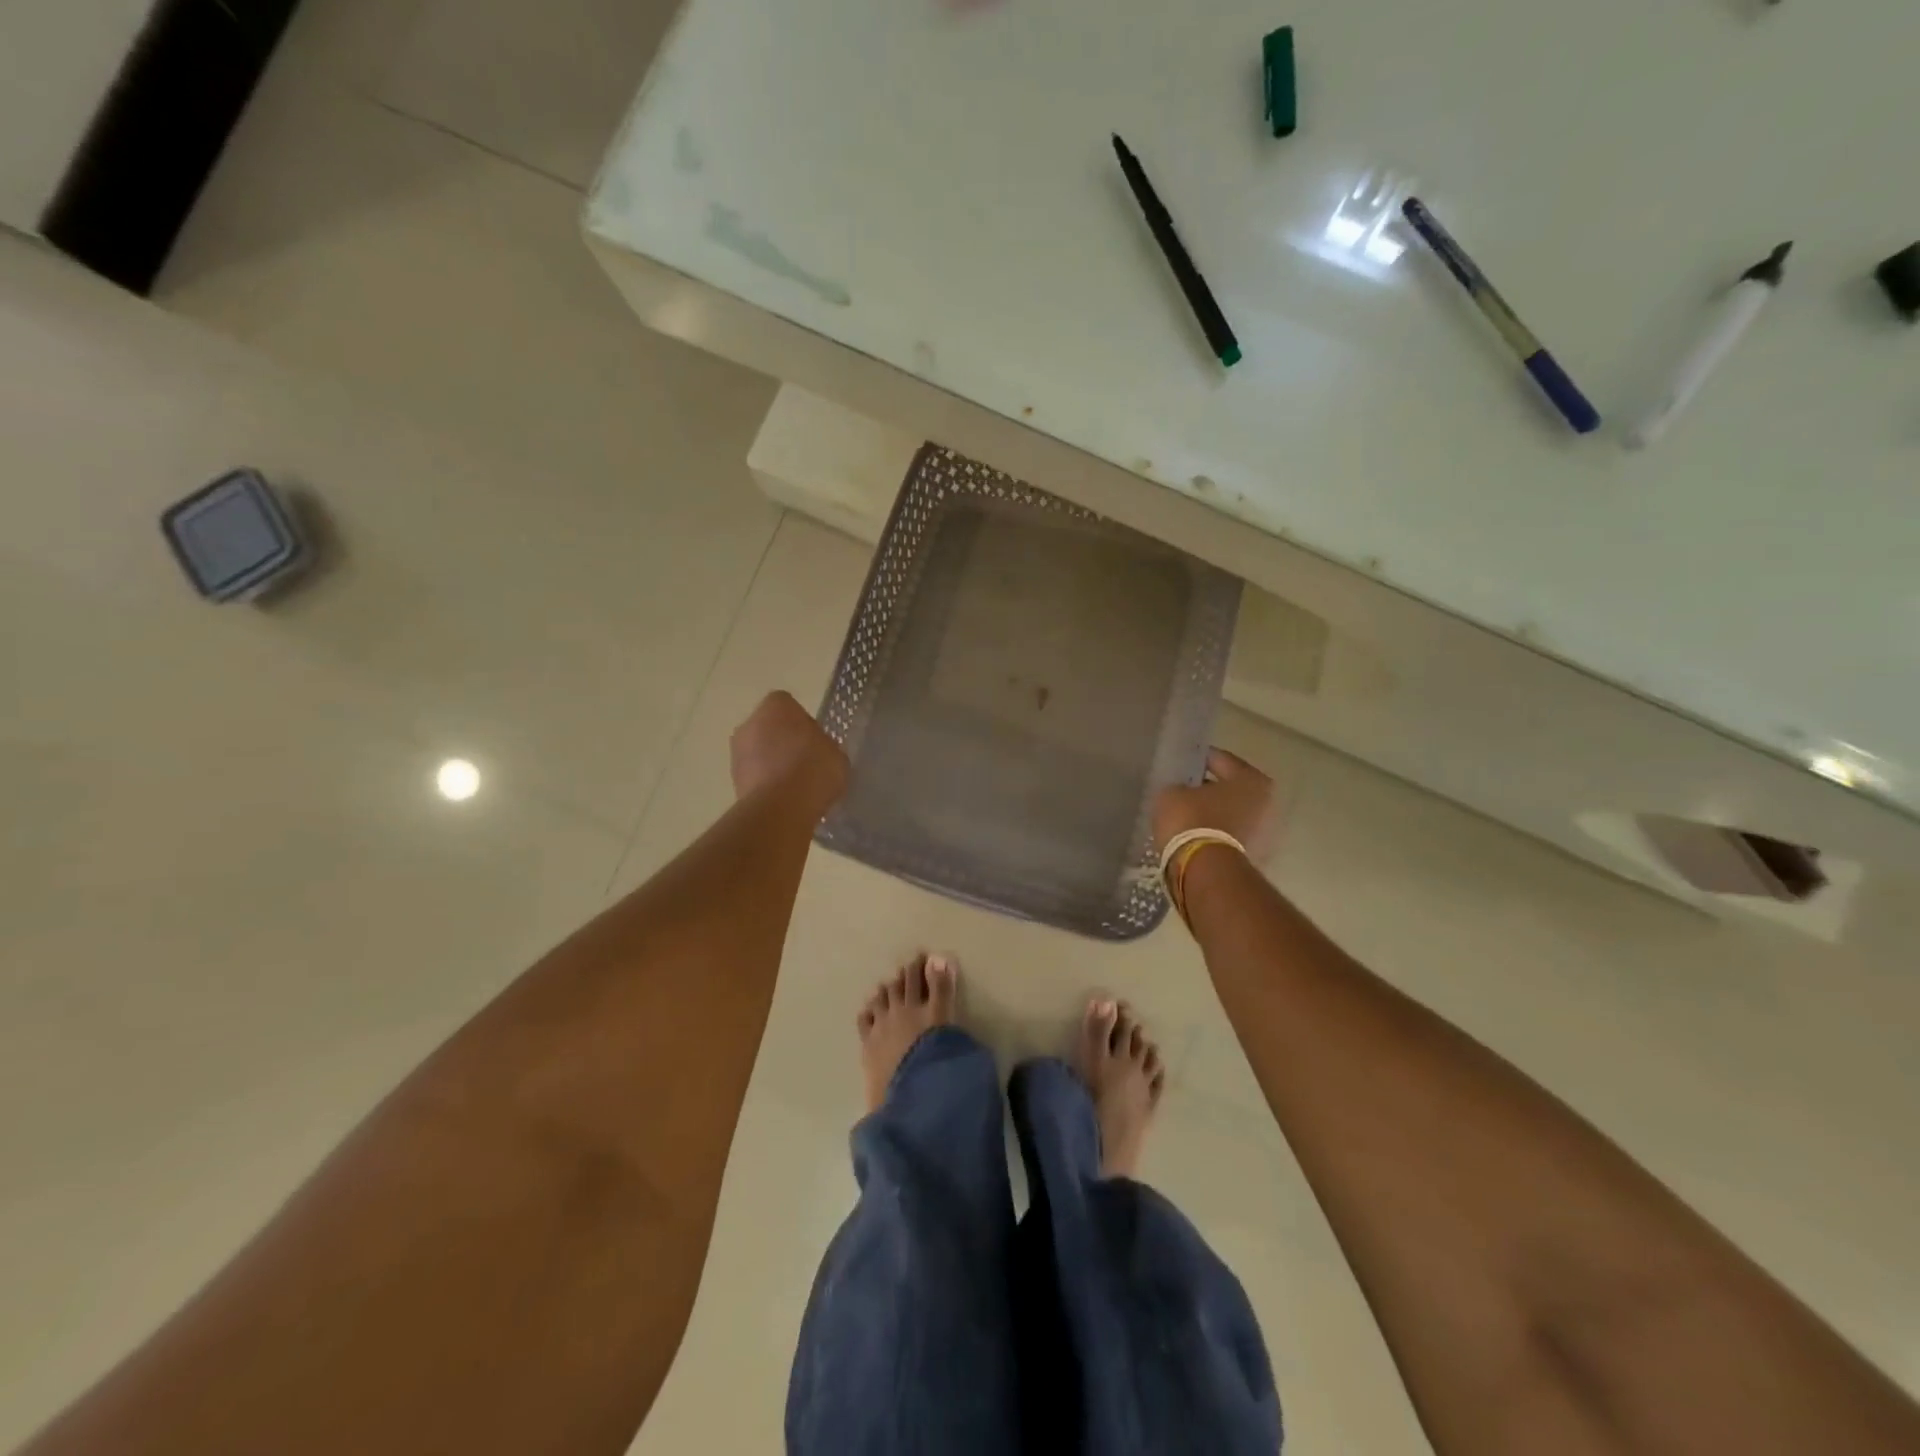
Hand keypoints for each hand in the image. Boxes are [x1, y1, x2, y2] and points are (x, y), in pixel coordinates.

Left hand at [730, 691, 848, 808]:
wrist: (782, 808)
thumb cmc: (814, 769)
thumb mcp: (835, 753)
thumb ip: (822, 745)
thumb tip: (815, 750)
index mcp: (777, 706)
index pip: (787, 705)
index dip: (801, 722)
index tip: (813, 740)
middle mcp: (750, 722)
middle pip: (768, 727)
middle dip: (782, 741)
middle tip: (804, 761)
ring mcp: (737, 752)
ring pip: (757, 751)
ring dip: (771, 763)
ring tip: (794, 785)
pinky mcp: (732, 780)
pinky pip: (754, 775)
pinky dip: (765, 783)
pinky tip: (783, 798)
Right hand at [1153, 748, 1276, 858]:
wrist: (1204, 871)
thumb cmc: (1191, 820)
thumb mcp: (1172, 793)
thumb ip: (1179, 786)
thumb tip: (1182, 790)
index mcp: (1251, 779)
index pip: (1220, 760)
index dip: (1196, 760)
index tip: (1179, 764)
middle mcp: (1266, 802)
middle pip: (1229, 789)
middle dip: (1208, 789)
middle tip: (1182, 790)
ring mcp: (1264, 832)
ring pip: (1230, 813)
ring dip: (1211, 813)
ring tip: (1185, 814)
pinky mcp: (1253, 856)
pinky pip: (1228, 835)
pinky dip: (1214, 833)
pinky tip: (1192, 834)